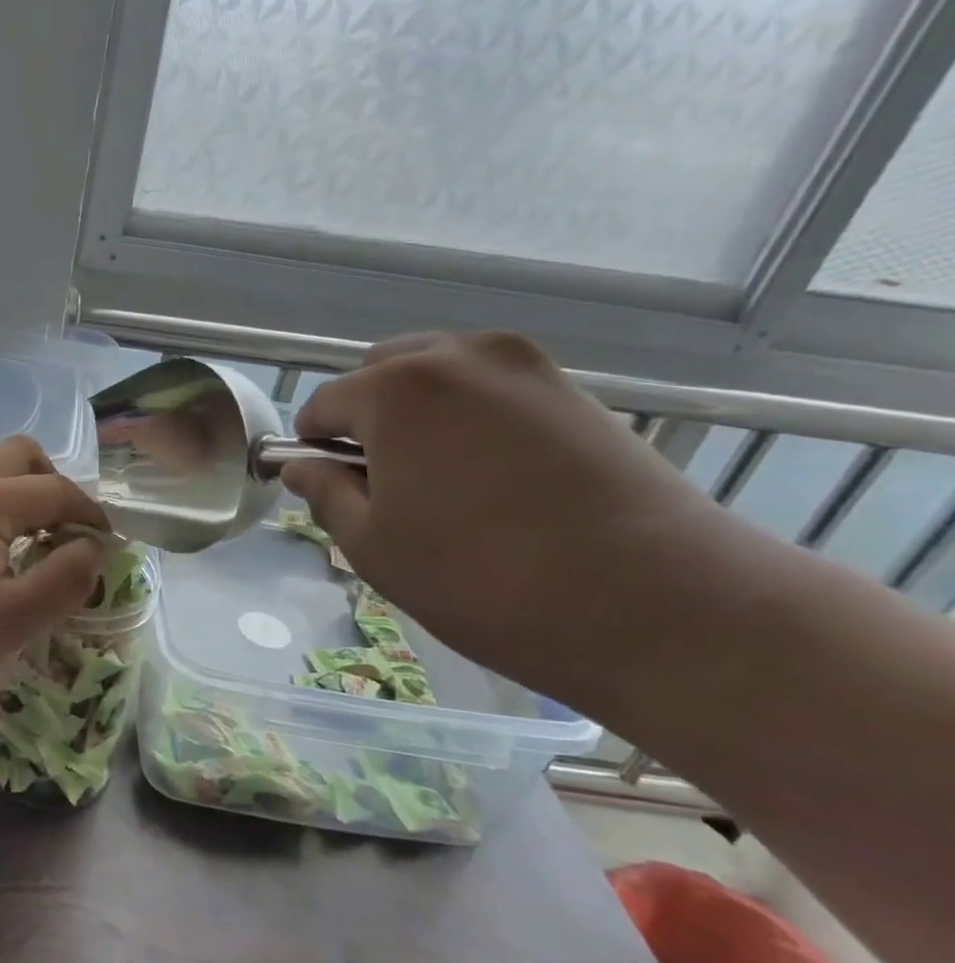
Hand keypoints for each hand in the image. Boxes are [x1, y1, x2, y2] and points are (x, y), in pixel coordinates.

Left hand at [0, 437, 109, 710]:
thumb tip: (94, 547)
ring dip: (18, 483)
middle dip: (55, 483)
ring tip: (29, 530)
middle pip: (21, 453)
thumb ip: (67, 577)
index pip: (58, 491)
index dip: (91, 515)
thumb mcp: (17, 620)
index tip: (107, 545)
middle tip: (65, 530)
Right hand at [280, 331, 734, 705]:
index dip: (314, 449)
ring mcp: (525, 367)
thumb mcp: (374, 547)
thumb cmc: (485, 579)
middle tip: (388, 486)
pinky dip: (473, 420)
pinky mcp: (575, 391)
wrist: (661, 606)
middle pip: (381, 374)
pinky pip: (492, 390)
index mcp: (396, 389)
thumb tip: (302, 467)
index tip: (330, 491)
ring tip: (445, 483)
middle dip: (368, 420)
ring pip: (439, 375)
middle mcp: (458, 356)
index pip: (324, 405)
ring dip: (420, 415)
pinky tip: (496, 481)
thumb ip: (325, 494)